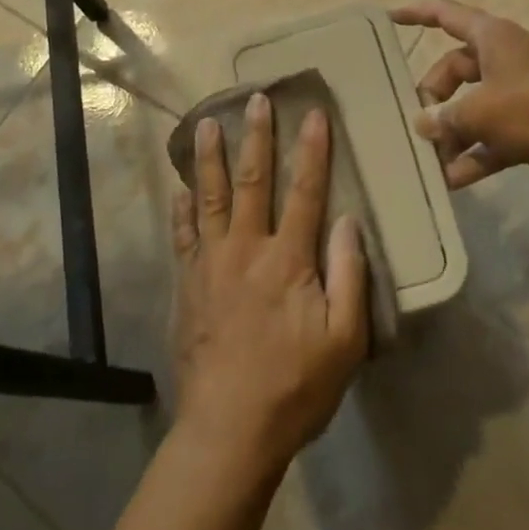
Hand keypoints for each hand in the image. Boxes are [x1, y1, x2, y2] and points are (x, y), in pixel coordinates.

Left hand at [171, 96, 367, 476]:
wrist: (229, 430)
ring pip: (210, 199)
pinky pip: (183, 237)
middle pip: (253, 182)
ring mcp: (210, 264)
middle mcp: (246, 249)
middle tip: (255, 99)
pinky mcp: (187, 285)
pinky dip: (182, 210)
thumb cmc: (295, 387)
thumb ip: (349, 275)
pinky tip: (179, 191)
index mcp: (287, 259)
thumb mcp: (345, 341)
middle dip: (256, 137)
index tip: (314, 113)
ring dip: (210, 159)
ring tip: (207, 125)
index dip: (312, 150)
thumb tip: (347, 220)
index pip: (305, 191)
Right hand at [392, 0, 528, 193]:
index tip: (389, 18)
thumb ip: (445, 117)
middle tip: (417, 124)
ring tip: (428, 159)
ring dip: (451, 132)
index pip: (446, 15)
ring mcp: (519, 93)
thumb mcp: (482, 110)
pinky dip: (474, 154)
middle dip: (433, 97)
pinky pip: (491, 136)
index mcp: (493, 37)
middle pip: (454, 69)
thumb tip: (422, 125)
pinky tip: (452, 180)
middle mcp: (504, 59)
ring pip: (472, 106)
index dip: (416, 13)